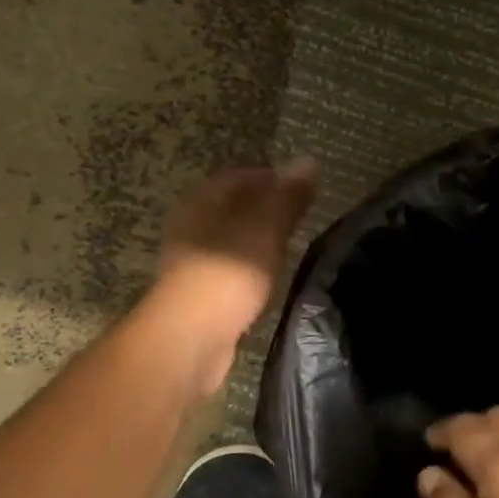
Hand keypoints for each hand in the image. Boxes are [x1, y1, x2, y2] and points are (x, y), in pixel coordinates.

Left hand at [151, 161, 316, 389]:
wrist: (191, 337)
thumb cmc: (229, 272)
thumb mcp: (267, 227)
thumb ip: (288, 195)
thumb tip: (308, 160)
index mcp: (202, 199)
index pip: (241, 175)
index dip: (275, 179)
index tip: (305, 194)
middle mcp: (190, 222)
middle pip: (234, 206)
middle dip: (266, 210)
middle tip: (301, 221)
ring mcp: (190, 258)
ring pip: (231, 238)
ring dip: (257, 240)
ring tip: (289, 249)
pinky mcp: (196, 290)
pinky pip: (228, 267)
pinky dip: (248, 267)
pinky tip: (267, 279)